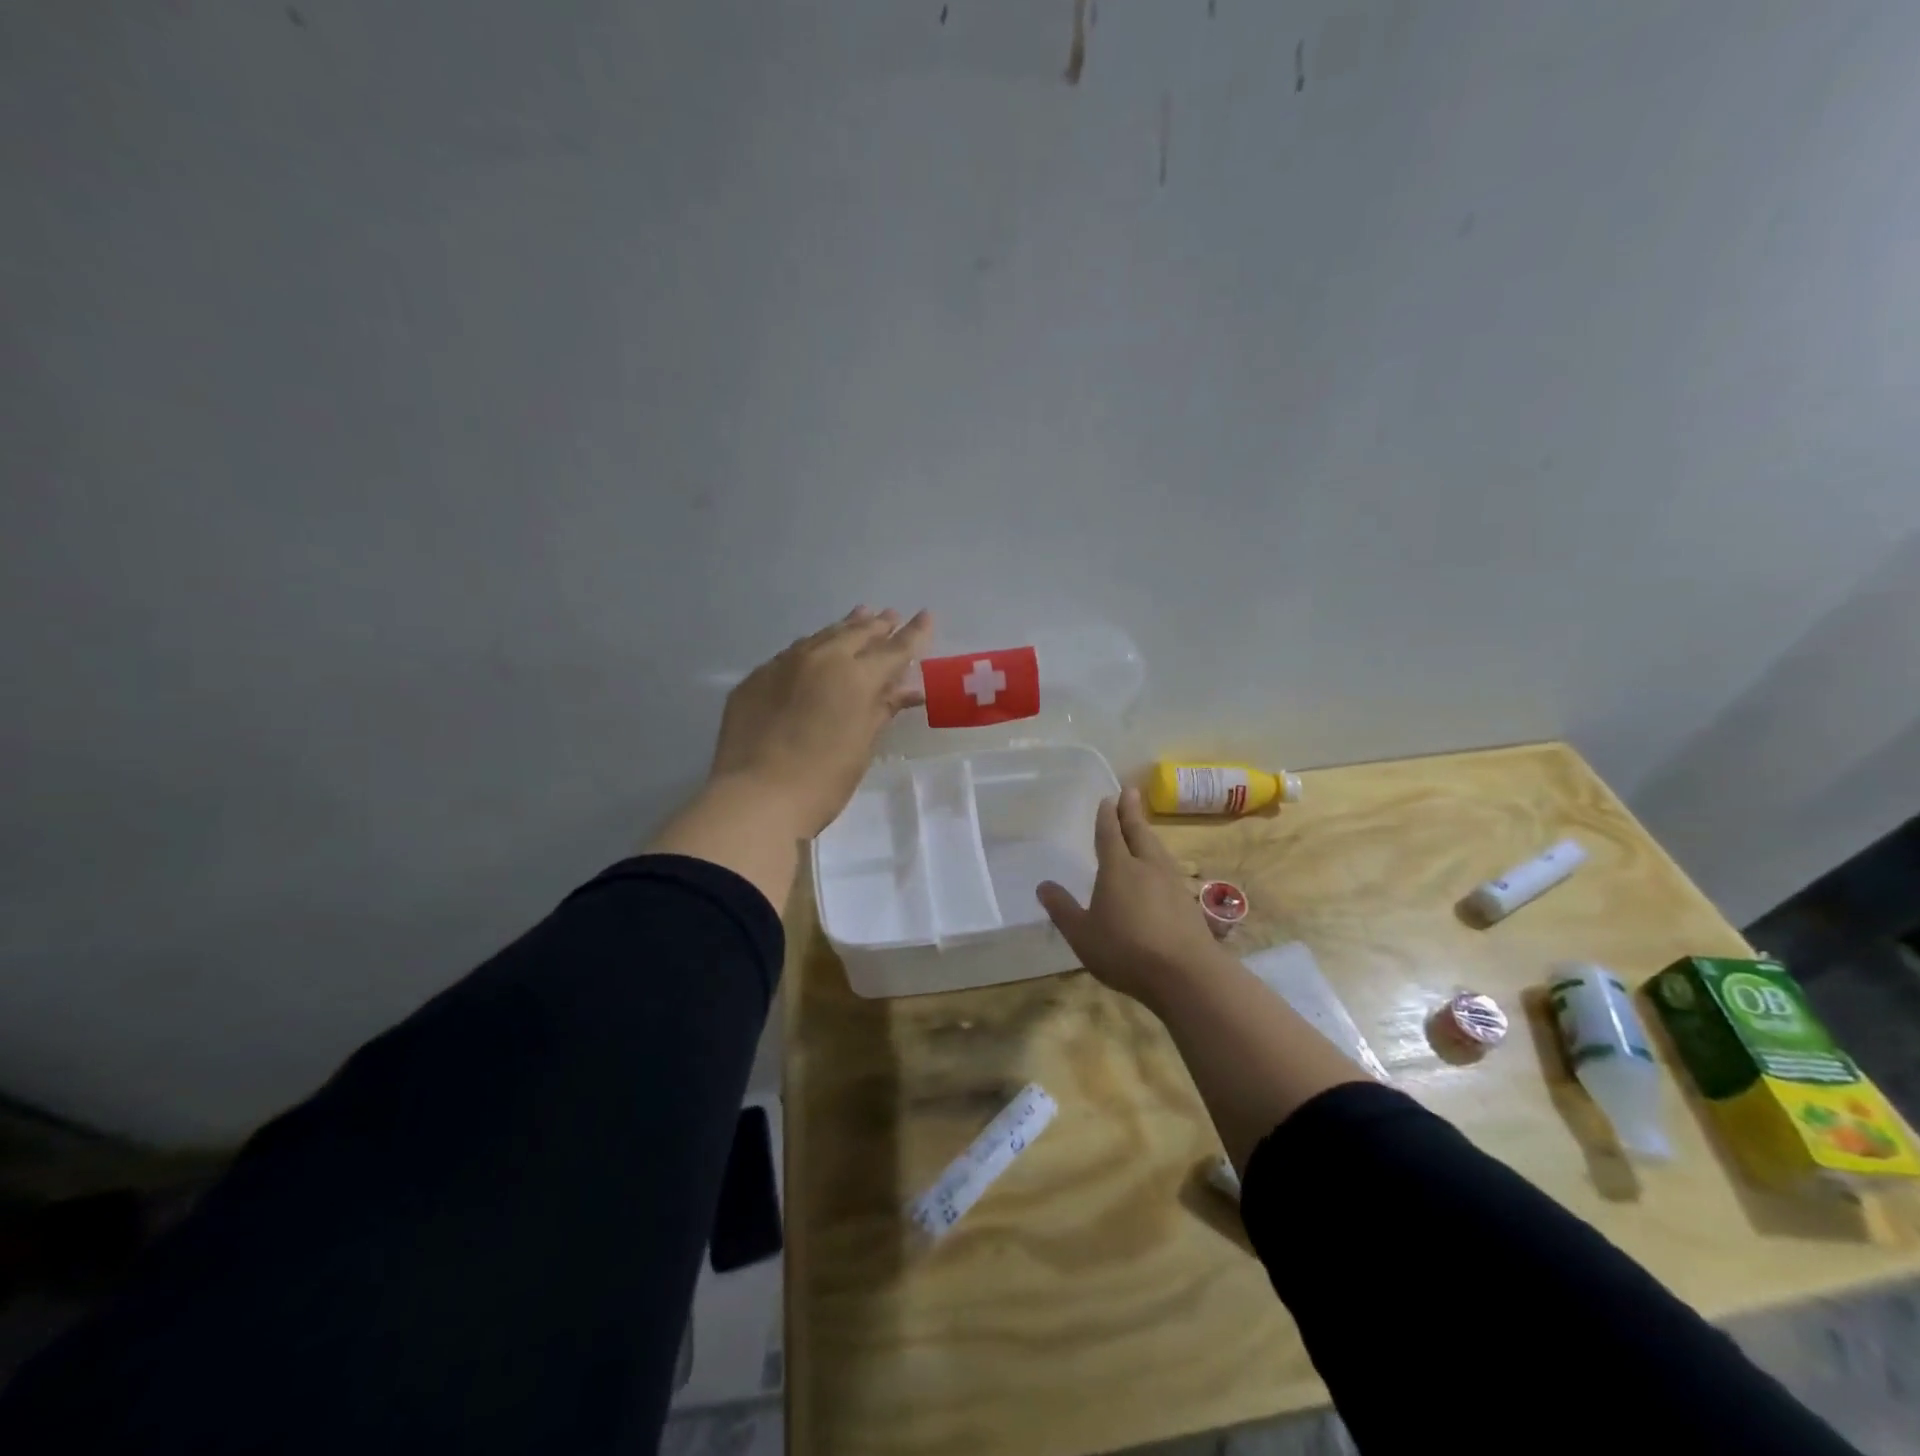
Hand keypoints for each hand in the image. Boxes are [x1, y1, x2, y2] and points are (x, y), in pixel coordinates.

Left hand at [709, 606, 932, 838]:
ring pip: (820, 637)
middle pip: (855, 634)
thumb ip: (881, 709)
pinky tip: (813, 652)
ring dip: (844, 628)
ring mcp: (782, 665)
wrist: (754, 797)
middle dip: (877, 625)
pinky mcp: (755, 679)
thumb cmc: (822, 780)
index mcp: (854, 676)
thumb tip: (905, 690)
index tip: (926, 616)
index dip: (914, 634)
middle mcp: (820, 659)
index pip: (894, 649)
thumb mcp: (862, 746)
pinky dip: (811, 648)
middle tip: (891, 616)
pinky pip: (790, 654)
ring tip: (859, 616)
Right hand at [1036, 788, 1225, 1006]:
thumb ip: (1062, 909)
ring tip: (1143, 827)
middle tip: (1130, 792)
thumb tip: (1043, 885)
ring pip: (1157, 849)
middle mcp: (1147, 867)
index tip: (1109, 798)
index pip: (1110, 834)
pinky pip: (1169, 868)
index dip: (1108, 816)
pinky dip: (1160, 858)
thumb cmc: (1126, 951)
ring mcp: (1171, 883)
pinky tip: (1161, 869)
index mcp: (1118, 868)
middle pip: (1138, 833)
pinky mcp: (1188, 902)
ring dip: (1148, 833)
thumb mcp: (1082, 934)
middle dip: (1132, 812)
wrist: (1186, 974)